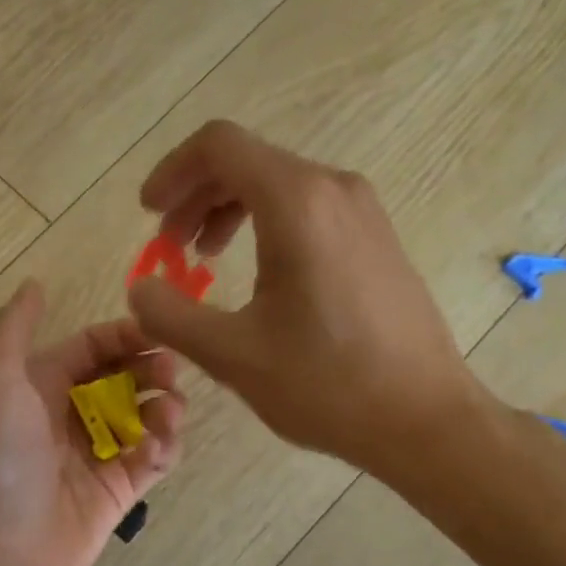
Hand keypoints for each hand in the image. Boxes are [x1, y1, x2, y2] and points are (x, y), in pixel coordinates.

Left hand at [0, 280, 185, 565]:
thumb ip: (13, 328)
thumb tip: (34, 282)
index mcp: (42, 385)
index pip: (94, 346)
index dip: (126, 336)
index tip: (160, 334)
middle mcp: (71, 415)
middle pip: (124, 378)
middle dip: (151, 369)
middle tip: (172, 374)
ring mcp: (97, 455)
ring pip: (144, 417)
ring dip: (164, 407)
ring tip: (170, 411)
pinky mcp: (118, 491)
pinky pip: (152, 459)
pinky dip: (164, 447)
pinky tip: (162, 445)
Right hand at [126, 120, 481, 479]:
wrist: (426, 419)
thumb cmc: (328, 384)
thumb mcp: (232, 354)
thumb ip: (170, 315)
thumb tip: (139, 288)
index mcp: (297, 202)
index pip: (218, 146)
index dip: (172, 172)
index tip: (148, 214)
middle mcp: (333, 189)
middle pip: (246, 161)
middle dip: (194, 197)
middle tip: (168, 247)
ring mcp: (363, 211)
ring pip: (277, 184)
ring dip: (228, 210)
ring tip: (204, 258)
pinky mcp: (376, 237)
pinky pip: (308, 208)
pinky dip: (266, 224)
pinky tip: (258, 274)